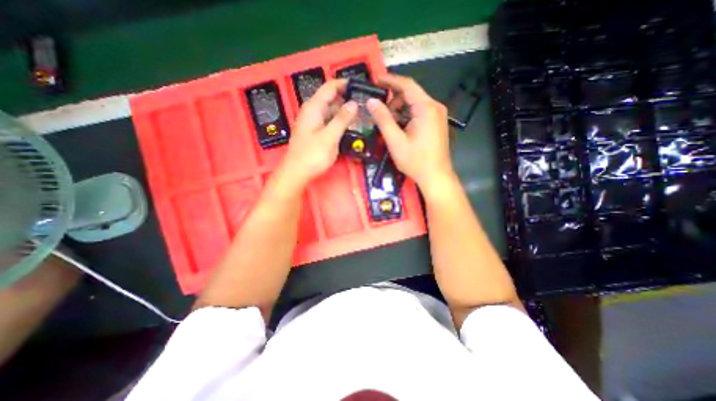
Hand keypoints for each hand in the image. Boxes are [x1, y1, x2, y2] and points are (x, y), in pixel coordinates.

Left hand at [280, 80, 357, 189]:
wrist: (297, 173)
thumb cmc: (312, 155)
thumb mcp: (330, 137)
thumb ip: (342, 119)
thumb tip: (354, 103)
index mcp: (313, 108)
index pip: (329, 87)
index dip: (344, 84)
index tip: (360, 85)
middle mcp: (312, 112)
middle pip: (330, 99)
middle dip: (346, 99)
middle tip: (364, 103)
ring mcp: (312, 122)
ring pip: (330, 111)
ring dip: (343, 111)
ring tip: (360, 114)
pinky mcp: (314, 133)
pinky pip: (328, 121)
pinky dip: (338, 121)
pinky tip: (348, 126)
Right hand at [369, 74, 451, 194]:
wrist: (436, 176)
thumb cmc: (416, 161)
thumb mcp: (395, 141)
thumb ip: (383, 119)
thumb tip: (371, 101)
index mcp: (426, 108)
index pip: (407, 85)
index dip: (390, 80)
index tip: (375, 80)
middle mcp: (435, 107)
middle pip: (411, 94)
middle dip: (394, 100)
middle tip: (380, 112)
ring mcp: (438, 115)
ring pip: (415, 103)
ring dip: (400, 109)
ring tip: (388, 123)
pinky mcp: (437, 123)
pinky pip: (419, 112)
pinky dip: (407, 116)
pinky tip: (399, 128)